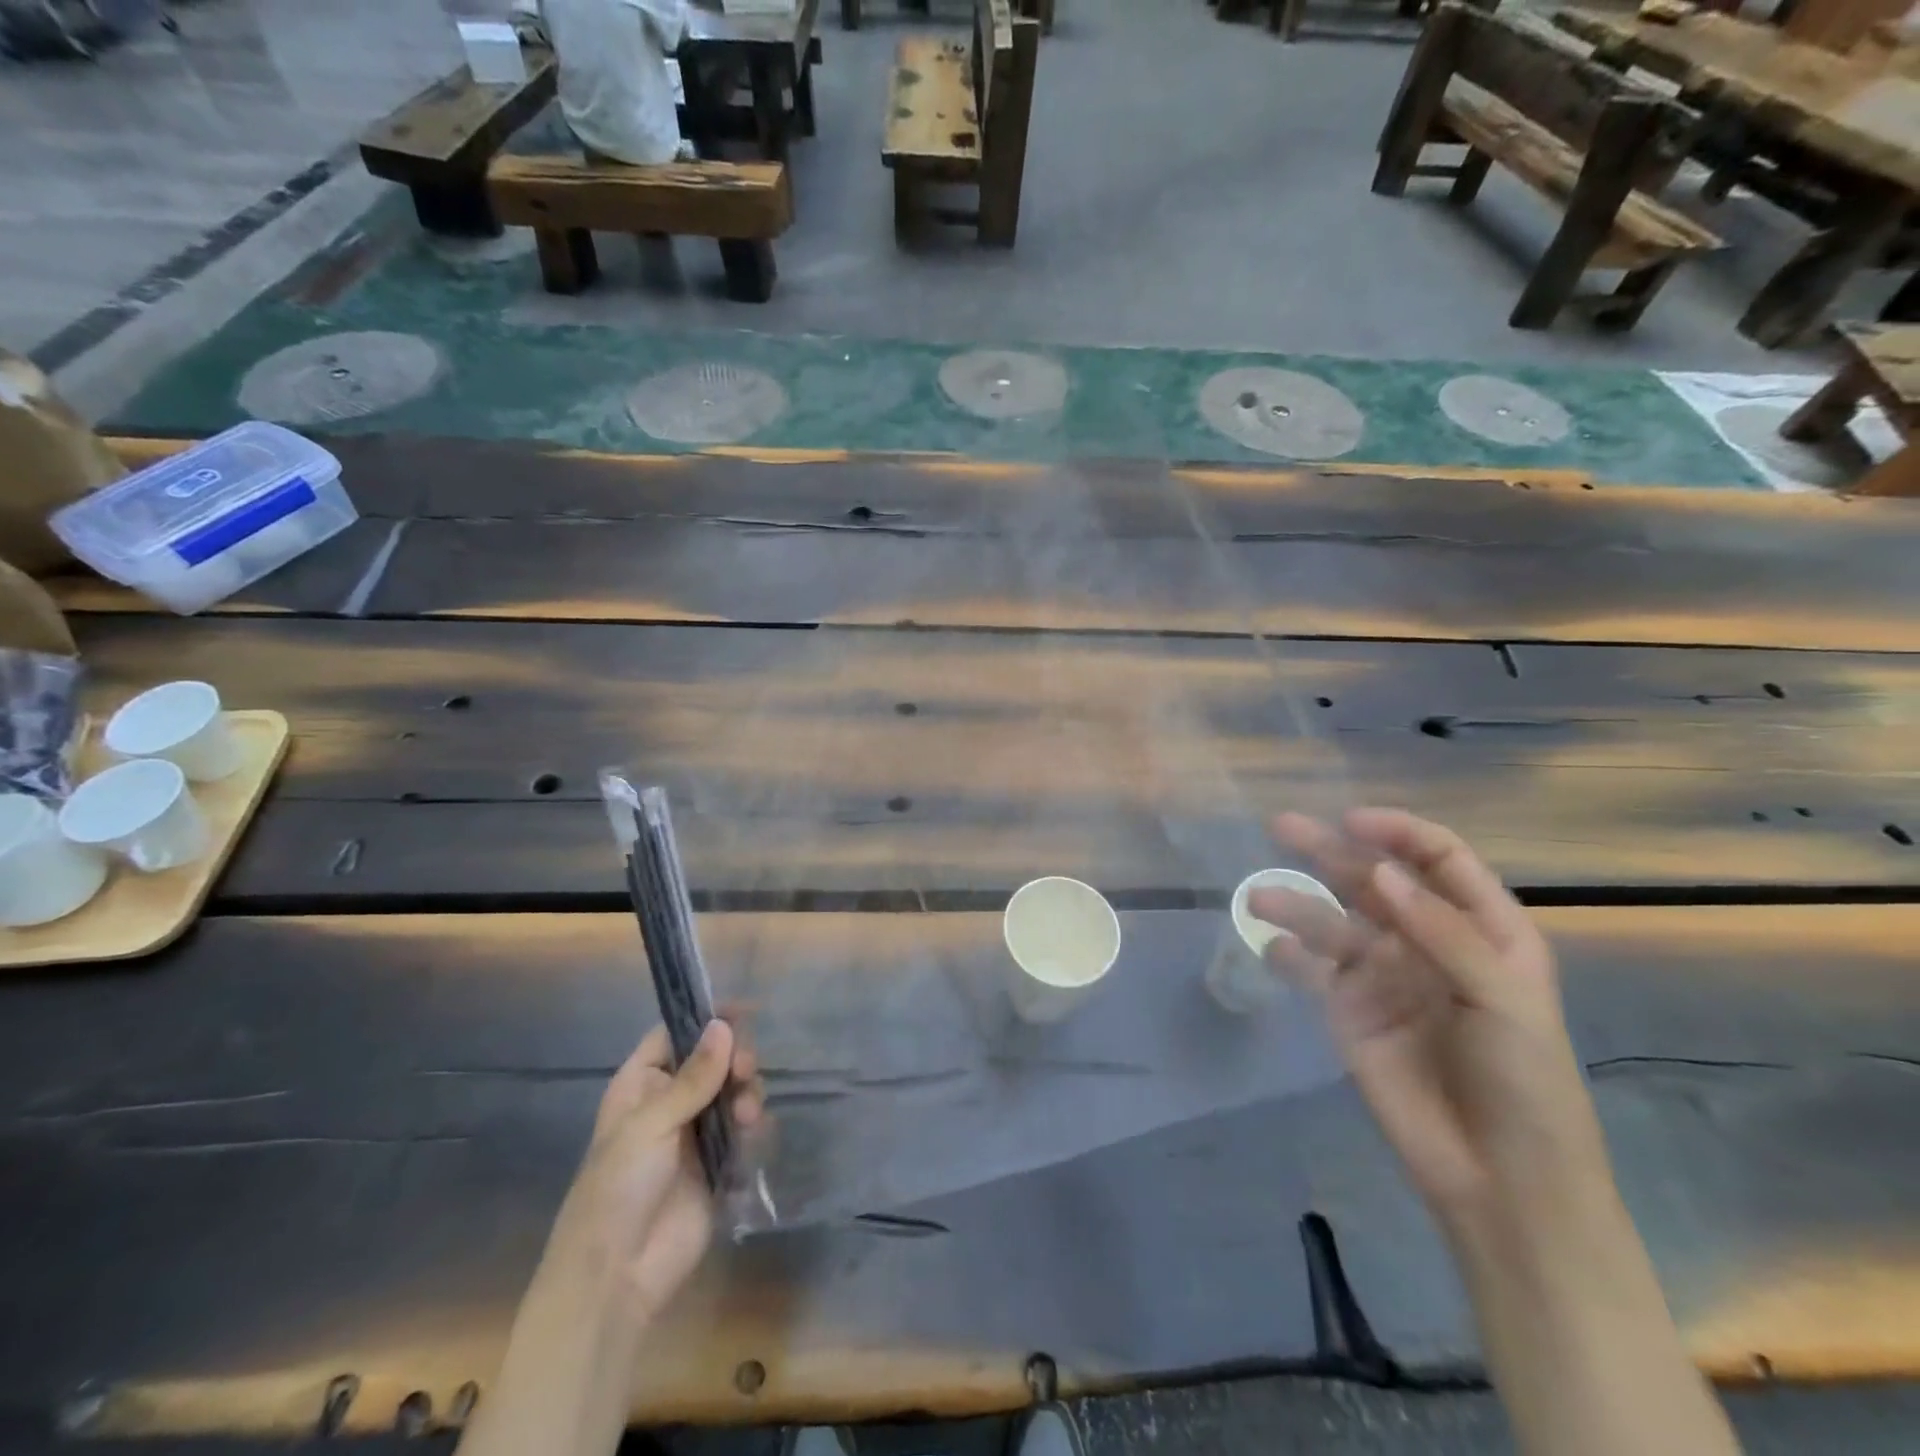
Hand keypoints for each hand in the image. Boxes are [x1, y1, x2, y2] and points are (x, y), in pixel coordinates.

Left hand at [543, 1021, 763, 1322]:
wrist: (617, 1277)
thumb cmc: (619, 1188)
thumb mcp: (651, 1124)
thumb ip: (694, 1076)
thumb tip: (724, 1025)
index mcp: (641, 1085)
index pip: (675, 1035)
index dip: (706, 1020)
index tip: (742, 1011)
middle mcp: (670, 1102)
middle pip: (713, 1060)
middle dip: (735, 1060)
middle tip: (746, 1070)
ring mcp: (695, 1134)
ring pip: (733, 1092)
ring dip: (746, 1094)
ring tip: (747, 1116)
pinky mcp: (718, 1164)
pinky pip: (744, 1129)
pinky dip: (754, 1125)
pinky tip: (753, 1135)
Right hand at [1249, 809, 1606, 1226]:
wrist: (1501, 1179)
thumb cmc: (1525, 1082)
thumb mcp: (1502, 1000)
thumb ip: (1441, 932)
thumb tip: (1379, 872)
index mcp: (1482, 930)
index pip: (1438, 860)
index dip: (1398, 833)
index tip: (1352, 822)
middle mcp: (1426, 940)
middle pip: (1374, 881)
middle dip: (1330, 851)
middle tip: (1282, 827)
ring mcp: (1383, 975)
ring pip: (1334, 922)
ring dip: (1297, 905)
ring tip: (1259, 900)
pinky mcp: (1348, 1009)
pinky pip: (1313, 970)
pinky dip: (1289, 955)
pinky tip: (1272, 949)